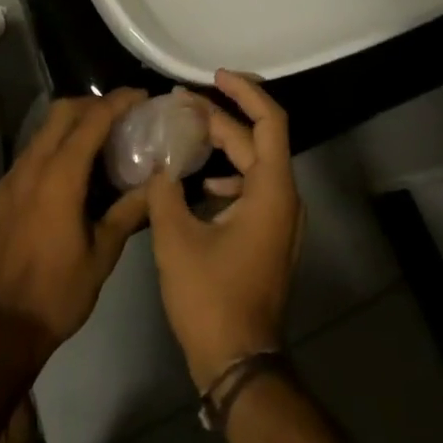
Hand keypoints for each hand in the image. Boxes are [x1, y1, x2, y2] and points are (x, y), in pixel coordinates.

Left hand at [0, 90, 151, 357]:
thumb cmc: (56, 294)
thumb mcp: (102, 255)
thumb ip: (128, 211)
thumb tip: (158, 183)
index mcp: (60, 176)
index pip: (92, 120)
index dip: (119, 102)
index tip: (141, 96)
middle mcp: (32, 166)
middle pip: (62, 111)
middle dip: (92, 104)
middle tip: (120, 115)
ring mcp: (11, 179)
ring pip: (42, 130)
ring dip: (71, 124)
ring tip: (98, 142)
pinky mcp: (0, 195)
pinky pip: (30, 154)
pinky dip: (53, 147)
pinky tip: (68, 174)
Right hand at [147, 71, 303, 390]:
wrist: (239, 365)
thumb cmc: (211, 298)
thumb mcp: (176, 239)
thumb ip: (164, 191)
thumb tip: (158, 163)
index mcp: (272, 190)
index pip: (270, 120)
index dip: (245, 92)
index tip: (216, 77)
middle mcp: (284, 198)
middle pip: (257, 140)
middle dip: (221, 117)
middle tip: (182, 103)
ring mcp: (280, 220)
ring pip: (254, 165)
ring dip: (223, 146)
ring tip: (186, 133)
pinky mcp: (269, 237)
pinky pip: (253, 189)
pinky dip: (228, 176)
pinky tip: (200, 183)